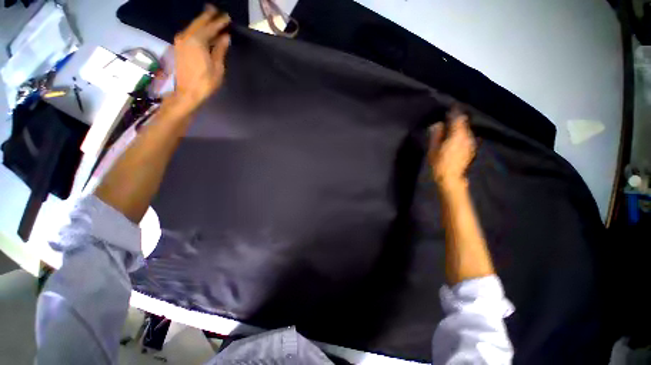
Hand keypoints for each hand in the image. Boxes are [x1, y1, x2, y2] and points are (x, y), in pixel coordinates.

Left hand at [172, 5, 230, 112]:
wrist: (188, 92)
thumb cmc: (206, 82)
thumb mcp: (217, 67)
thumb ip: (220, 50)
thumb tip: (225, 37)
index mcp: (197, 41)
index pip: (210, 27)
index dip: (219, 22)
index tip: (227, 17)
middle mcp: (186, 37)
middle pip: (198, 23)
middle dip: (208, 16)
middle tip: (217, 11)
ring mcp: (180, 41)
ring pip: (192, 27)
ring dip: (202, 22)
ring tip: (210, 17)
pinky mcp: (179, 47)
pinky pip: (189, 33)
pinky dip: (197, 29)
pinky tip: (202, 30)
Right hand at [428, 113, 475, 189]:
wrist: (451, 178)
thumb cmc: (439, 163)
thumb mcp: (433, 149)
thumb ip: (436, 135)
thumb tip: (437, 124)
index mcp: (456, 135)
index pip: (457, 118)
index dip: (454, 112)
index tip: (450, 108)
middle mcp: (466, 137)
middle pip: (464, 123)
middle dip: (457, 119)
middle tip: (448, 118)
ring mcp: (470, 143)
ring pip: (466, 130)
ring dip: (460, 127)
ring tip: (451, 127)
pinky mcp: (471, 149)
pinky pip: (467, 137)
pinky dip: (462, 134)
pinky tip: (456, 138)